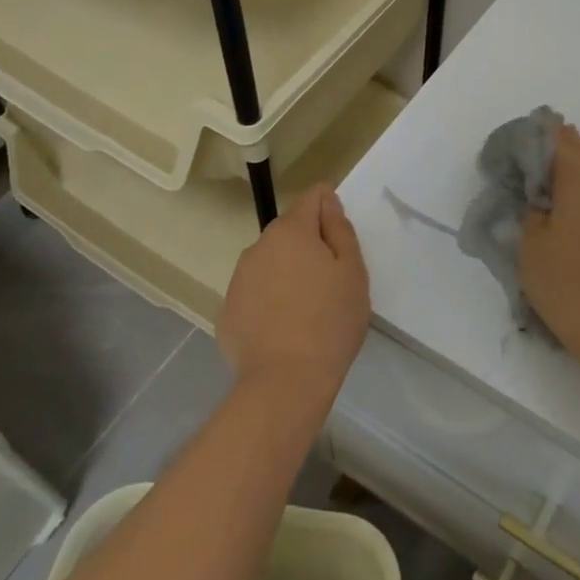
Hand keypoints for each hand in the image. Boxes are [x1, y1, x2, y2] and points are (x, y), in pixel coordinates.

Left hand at [217, 184, 369, 407]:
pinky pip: (256, 292)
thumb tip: (327, 201)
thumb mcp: (352, 271)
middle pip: (290, 231)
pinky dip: (270, 300)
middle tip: (331, 282)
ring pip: (271, 262)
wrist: (285, 382)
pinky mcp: (228, 311)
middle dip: (309, 245)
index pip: (312, 197)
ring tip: (307, 310)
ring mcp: (238, 279)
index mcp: (291, 231)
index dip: (330, 210)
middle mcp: (258, 246)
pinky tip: (284, 329)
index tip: (341, 242)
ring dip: (288, 272)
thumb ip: (339, 229)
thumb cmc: (330, 321)